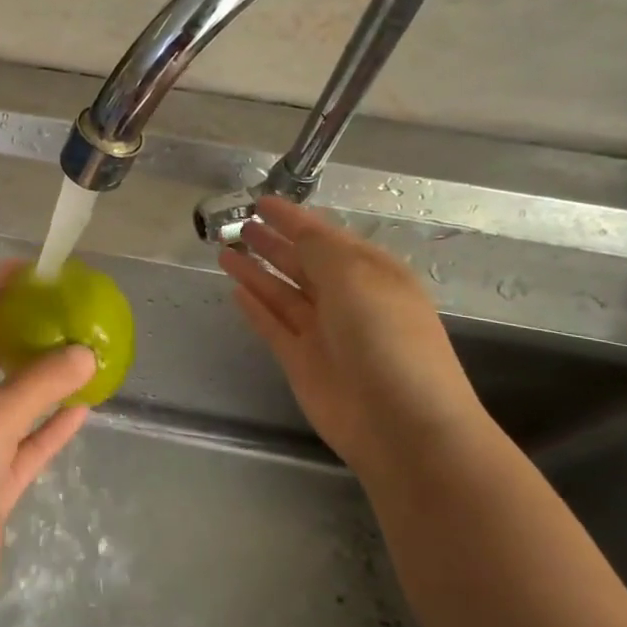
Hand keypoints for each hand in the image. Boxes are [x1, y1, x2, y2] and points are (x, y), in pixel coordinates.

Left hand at [0, 262, 97, 626]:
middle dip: (15, 331)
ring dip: (37, 380)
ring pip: (5, 401)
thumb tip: (85, 351)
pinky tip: (82, 410)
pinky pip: (21, 446)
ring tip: (76, 351)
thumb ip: (38, 385)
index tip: (29, 267)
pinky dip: (47, 429)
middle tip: (59, 309)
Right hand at [219, 195, 491, 478]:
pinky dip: (255, 307)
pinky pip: (273, 325)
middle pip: (302, 263)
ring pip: (282, 292)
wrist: (402, 425)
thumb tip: (294, 231)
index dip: (292, 218)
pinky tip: (235, 290)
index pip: (324, 236)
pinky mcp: (301, 361)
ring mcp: (323, 332)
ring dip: (256, 271)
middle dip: (273, 242)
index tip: (261, 201)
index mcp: (371, 273)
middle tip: (238, 224)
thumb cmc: (386, 339)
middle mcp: (347, 299)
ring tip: (224, 251)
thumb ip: (319, 249)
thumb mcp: (356, 277)